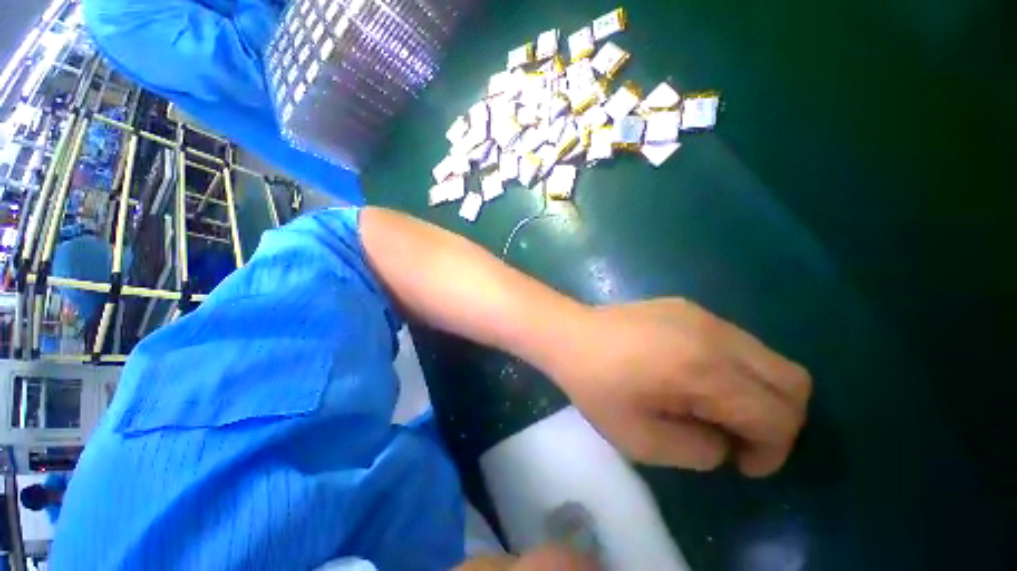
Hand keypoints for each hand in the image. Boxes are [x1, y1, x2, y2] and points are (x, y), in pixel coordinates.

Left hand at [549, 299, 811, 475]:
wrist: (570, 334)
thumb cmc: (595, 385)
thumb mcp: (641, 440)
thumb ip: (699, 450)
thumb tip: (727, 441)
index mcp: (704, 370)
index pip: (778, 416)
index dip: (773, 451)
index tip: (742, 464)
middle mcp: (715, 335)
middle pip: (792, 381)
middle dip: (780, 422)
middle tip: (740, 439)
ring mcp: (704, 314)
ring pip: (769, 359)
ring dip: (759, 393)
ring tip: (714, 409)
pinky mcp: (689, 307)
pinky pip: (739, 343)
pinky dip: (738, 370)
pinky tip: (696, 378)